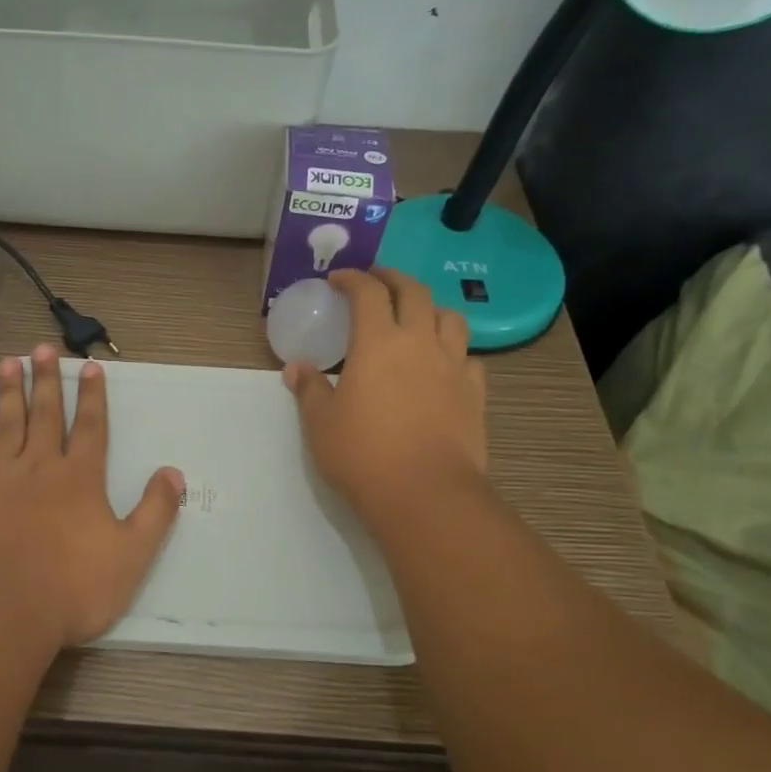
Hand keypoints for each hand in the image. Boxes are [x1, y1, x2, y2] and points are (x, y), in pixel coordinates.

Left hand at [0, 344, 184, 653]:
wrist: (1, 611)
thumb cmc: (72, 588)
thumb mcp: (132, 555)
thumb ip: (155, 512)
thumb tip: (173, 473)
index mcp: (80, 479)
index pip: (90, 427)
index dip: (92, 396)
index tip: (90, 366)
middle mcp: (39, 468)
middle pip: (45, 415)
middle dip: (46, 380)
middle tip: (42, 348)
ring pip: (5, 424)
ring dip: (9, 391)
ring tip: (9, 361)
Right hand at [284, 268, 488, 531]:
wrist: (425, 493)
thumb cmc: (362, 454)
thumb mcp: (321, 423)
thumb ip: (309, 389)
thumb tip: (296, 368)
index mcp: (378, 342)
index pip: (368, 292)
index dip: (352, 279)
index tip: (338, 279)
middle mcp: (420, 343)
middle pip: (414, 292)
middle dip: (393, 278)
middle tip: (377, 280)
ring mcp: (453, 366)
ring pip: (451, 318)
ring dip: (431, 309)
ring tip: (416, 318)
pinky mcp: (475, 393)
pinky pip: (469, 358)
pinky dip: (454, 352)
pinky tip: (443, 365)